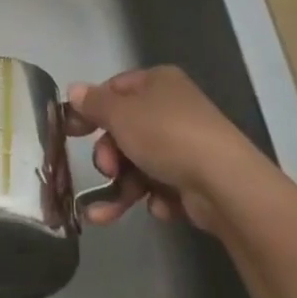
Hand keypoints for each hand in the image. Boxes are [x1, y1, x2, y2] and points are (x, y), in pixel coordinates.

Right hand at [66, 66, 256, 232]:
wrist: (226, 184)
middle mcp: (174, 109)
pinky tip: (160, 206)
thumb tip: (73, 90)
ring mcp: (189, 145)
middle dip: (109, 156)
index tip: (70, 132)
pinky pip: (164, 186)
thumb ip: (94, 104)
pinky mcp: (199, 180)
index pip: (115, 89)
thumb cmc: (166, 136)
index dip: (91, 109)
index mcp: (158, 83)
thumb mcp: (120, 114)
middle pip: (127, 130)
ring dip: (121, 188)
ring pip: (141, 164)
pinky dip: (156, 197)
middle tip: (106, 170)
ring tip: (105, 214)